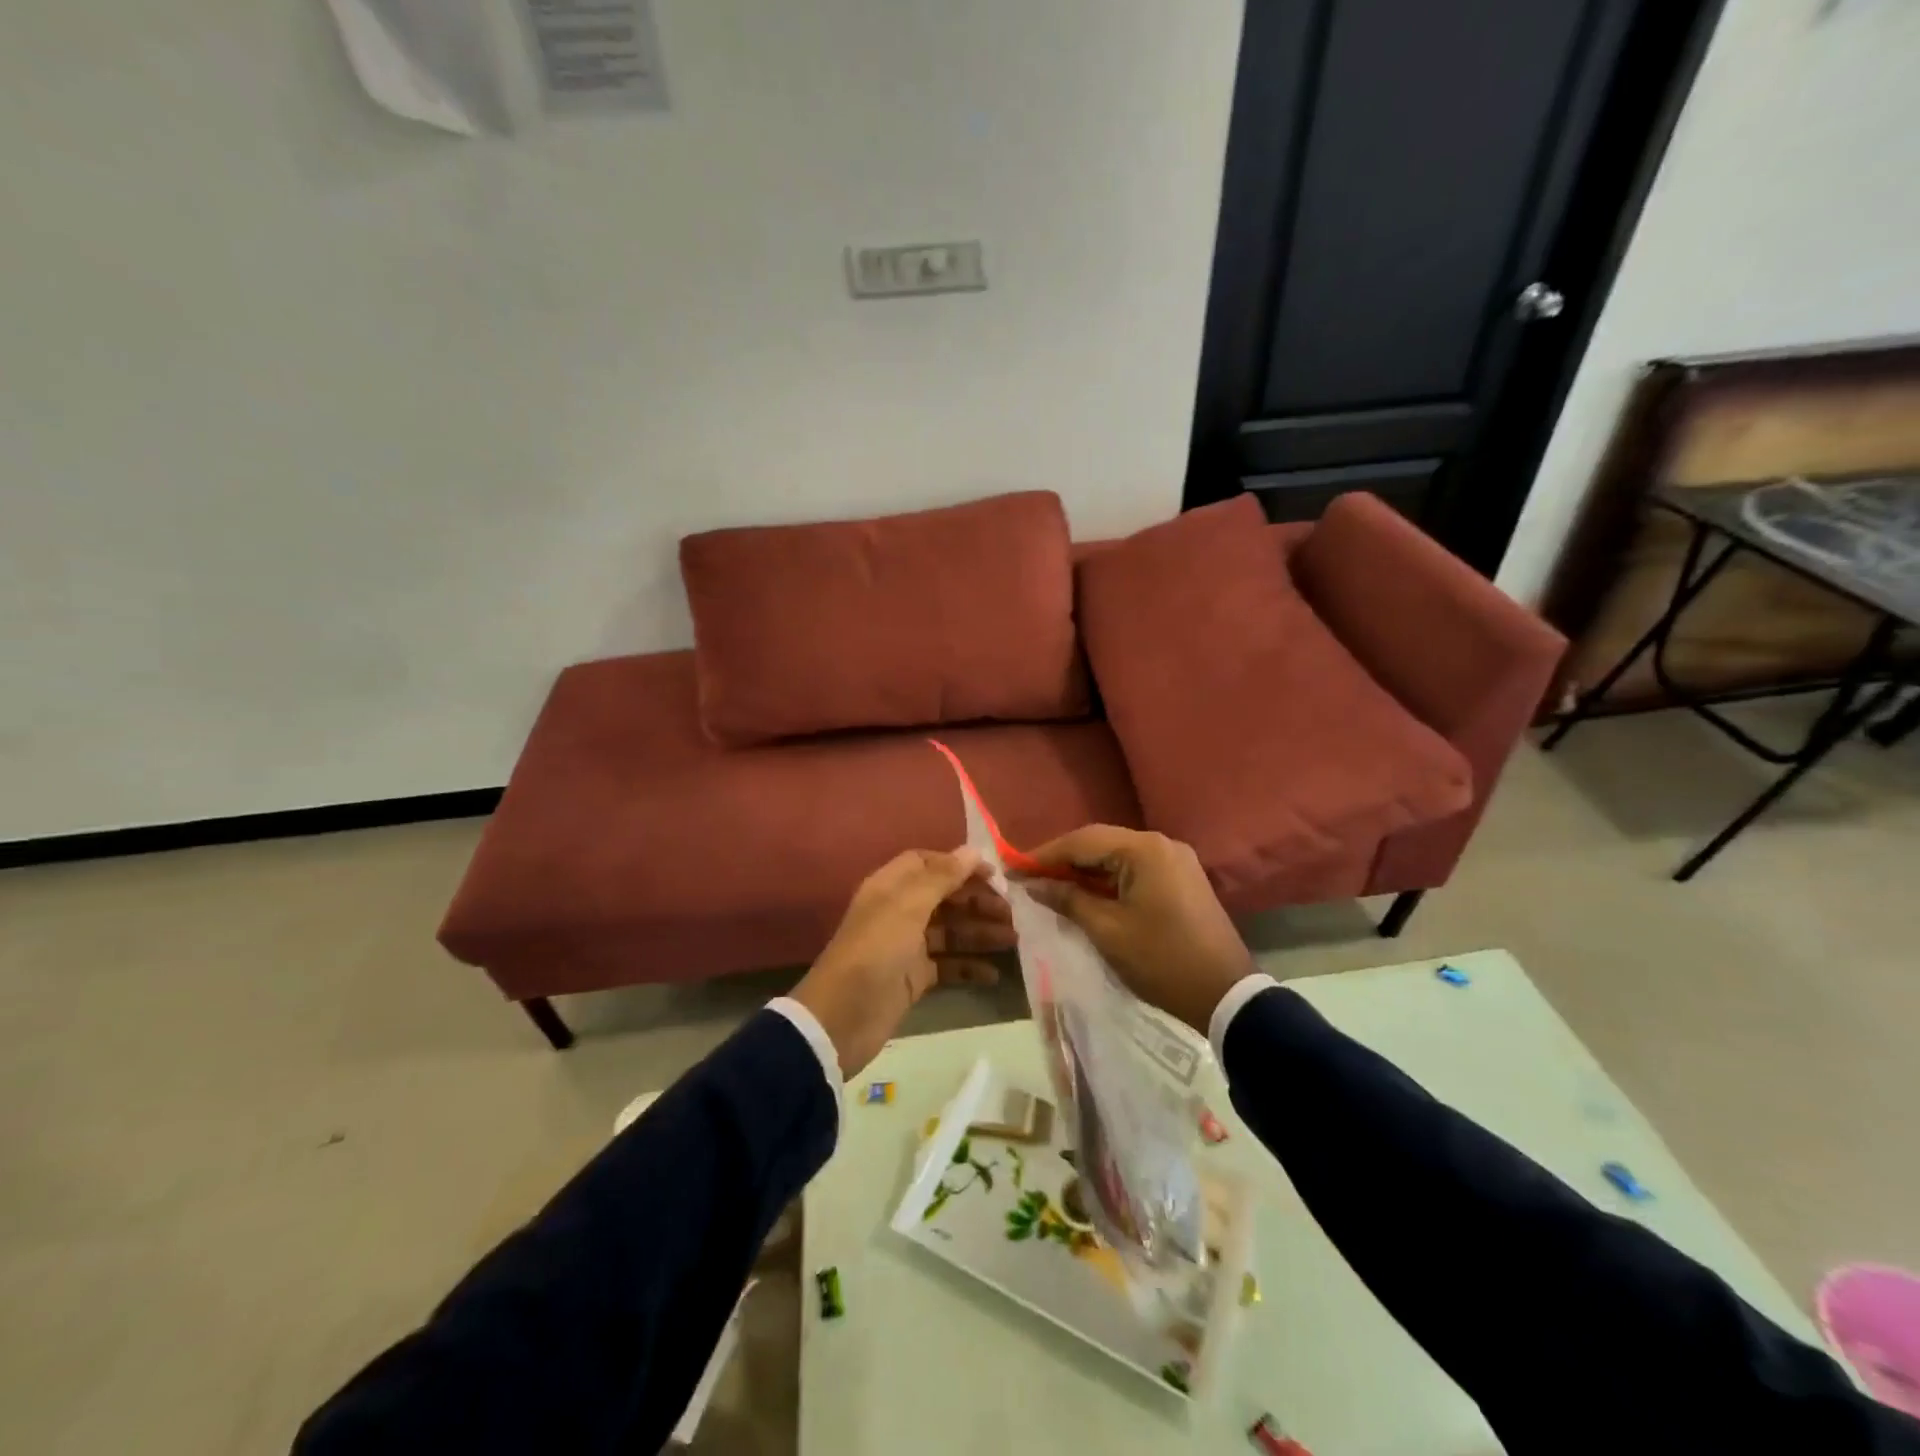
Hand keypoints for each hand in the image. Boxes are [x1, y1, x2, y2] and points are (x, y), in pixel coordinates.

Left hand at [791, 848, 1012, 1077]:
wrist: (842, 1018)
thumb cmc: (875, 952)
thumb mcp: (907, 907)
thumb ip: (941, 877)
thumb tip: (972, 850)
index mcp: (891, 887)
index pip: (928, 864)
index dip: (959, 866)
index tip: (993, 876)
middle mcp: (899, 912)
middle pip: (944, 897)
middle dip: (977, 902)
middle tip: (1012, 913)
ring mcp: (907, 946)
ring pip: (950, 932)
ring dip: (980, 933)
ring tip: (1013, 940)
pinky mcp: (914, 978)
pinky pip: (948, 965)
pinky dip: (970, 967)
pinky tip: (994, 974)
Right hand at [1022, 826, 1252, 1034]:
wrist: (1226, 996)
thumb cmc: (1161, 961)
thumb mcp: (1107, 931)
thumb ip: (1067, 900)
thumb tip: (1032, 884)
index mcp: (1145, 850)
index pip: (1082, 841)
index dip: (1044, 855)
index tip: (1013, 869)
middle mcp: (1161, 845)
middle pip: (1100, 844)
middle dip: (1062, 861)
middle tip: (1027, 879)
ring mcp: (1175, 861)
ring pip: (1116, 858)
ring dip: (1084, 872)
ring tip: (1049, 889)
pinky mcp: (1180, 880)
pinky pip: (1134, 871)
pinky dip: (1107, 881)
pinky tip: (1084, 896)